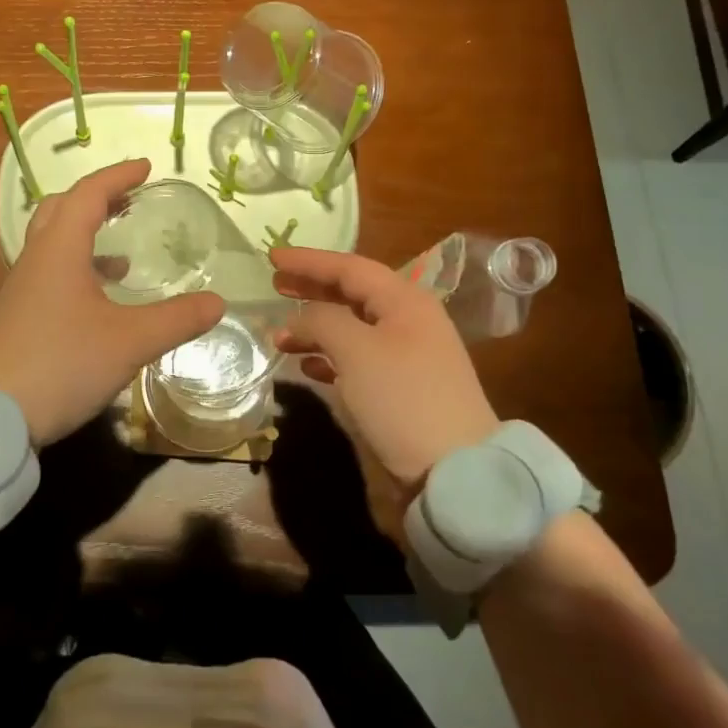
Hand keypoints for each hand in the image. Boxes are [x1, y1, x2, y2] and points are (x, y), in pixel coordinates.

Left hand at [0, 159, 224, 444]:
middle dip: (97, 199)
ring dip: (87, 237)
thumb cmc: (60, 364)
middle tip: (129, 201)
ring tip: (124, 257)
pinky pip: (51, 274)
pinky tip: (100, 303)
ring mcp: (22, 289)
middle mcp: (36, 259)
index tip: (146, 168)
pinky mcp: (18, 317)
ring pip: (54, 244)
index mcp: (59, 249)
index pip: (88, 194)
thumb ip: (176, 319)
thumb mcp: (129, 342)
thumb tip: (217, 302)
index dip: (118, 176)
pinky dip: (79, 271)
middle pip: (62, 210)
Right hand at [271, 247, 495, 485]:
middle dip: (312, 289)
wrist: (455, 471)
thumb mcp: (356, 350)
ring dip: (315, 328)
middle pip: (352, 294)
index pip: (350, 267)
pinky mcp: (402, 388)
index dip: (309, 260)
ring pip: (352, 328)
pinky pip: (358, 358)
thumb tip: (297, 320)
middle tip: (275, 285)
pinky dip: (330, 357)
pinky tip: (308, 367)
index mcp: (405, 300)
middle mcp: (408, 320)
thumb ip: (320, 321)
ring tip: (280, 336)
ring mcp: (407, 356)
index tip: (272, 256)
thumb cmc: (403, 398)